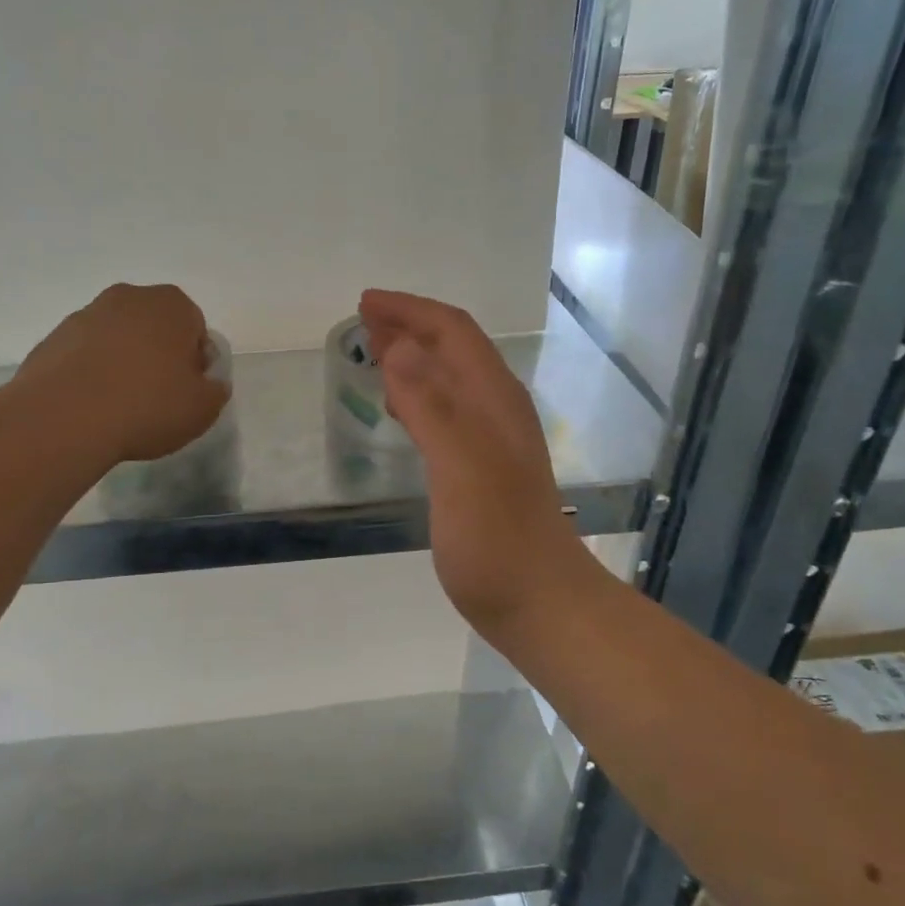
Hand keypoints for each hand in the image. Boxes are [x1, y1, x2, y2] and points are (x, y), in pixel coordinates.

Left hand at [16, 284, 230, 465]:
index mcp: (172, 304)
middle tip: (157, 398)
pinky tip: (91, 406)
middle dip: (158, 356)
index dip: (195, 363)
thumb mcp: (203, 408)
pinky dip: (91, 374)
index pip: (196, 329)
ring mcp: (85, 315)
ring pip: (117, 339)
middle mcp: (129, 298)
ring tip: (120, 406)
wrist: (64, 418)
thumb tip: (206, 382)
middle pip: (154, 328)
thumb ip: (215, 389)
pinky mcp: (53, 338)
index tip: (187, 392)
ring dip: (123, 363)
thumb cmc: (148, 406)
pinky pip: (85, 355)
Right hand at [358, 289, 594, 643]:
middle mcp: (496, 410)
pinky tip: (401, 412)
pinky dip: (418, 397)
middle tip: (365, 322)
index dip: (411, 311)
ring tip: (376, 354)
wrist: (539, 601)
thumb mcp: (461, 466)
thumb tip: (399, 345)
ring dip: (414, 359)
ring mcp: (491, 441)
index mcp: (493, 399)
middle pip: (453, 350)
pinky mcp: (481, 470)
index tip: (366, 304)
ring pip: (449, 380)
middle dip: (411, 327)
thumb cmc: (496, 537)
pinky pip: (445, 413)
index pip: (453, 333)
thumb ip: (431, 405)